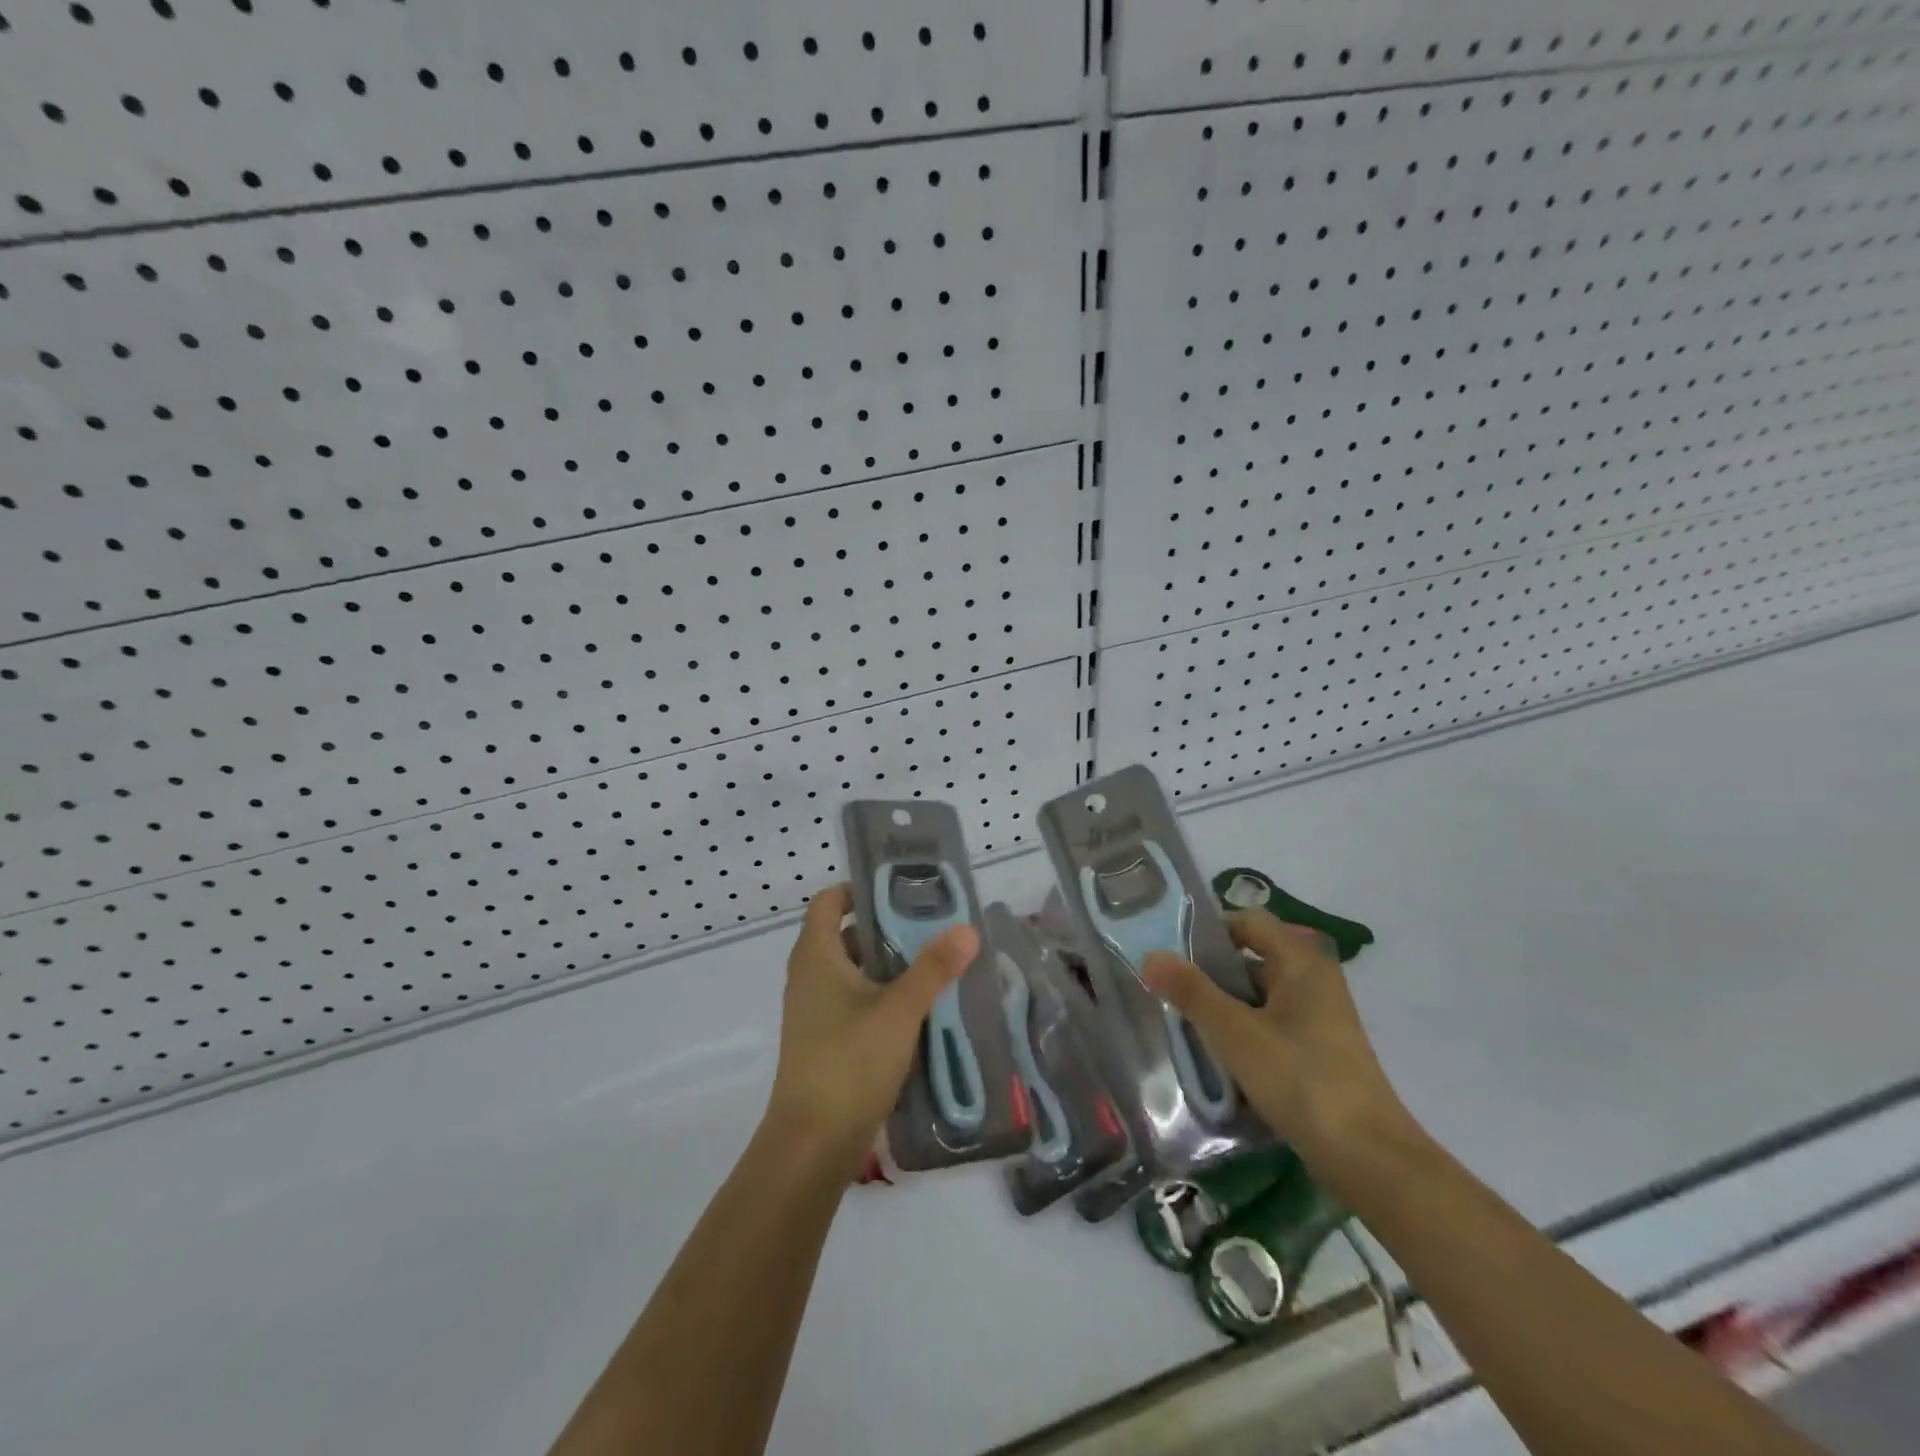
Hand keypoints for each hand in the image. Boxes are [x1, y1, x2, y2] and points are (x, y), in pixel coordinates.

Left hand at [765, 884, 977, 1174]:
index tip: (902, 890)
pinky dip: (885, 996)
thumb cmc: (849, 1062)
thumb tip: (967, 929)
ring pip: (856, 971)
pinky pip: (857, 1001)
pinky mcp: (827, 1040)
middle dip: (890, 928)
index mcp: (817, 956)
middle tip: (934, 925)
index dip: (861, 889)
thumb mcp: (899, 1010)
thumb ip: (933, 968)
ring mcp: (817, 1011)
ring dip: (892, 966)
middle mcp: (810, 976)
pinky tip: (922, 1008)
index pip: (830, 901)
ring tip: (937, 963)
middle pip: (849, 934)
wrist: (812, 1145)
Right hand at [1142, 908, 1410, 1159]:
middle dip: (1212, 975)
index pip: (1249, 921)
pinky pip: (1273, 1026)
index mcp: (1302, 962)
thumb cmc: (1301, 1080)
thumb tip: (1151, 955)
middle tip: (1174, 994)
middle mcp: (1315, 980)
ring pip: (1260, 997)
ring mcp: (1321, 1018)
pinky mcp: (1320, 1051)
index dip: (1211, 931)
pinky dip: (1246, 1034)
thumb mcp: (1235, 1033)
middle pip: (1253, 959)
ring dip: (1226, 1009)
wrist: (1369, 1159)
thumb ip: (1192, 991)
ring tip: (1189, 1029)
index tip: (1174, 955)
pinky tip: (1222, 1060)